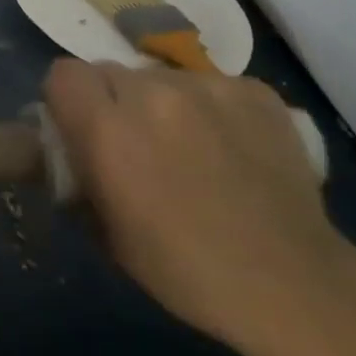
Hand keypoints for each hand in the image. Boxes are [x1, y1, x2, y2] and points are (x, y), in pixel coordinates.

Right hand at [43, 59, 355, 355]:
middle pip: (111, 72)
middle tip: (135, 143)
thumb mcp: (105, 231)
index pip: (64, 74)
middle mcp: (153, 92)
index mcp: (107, 128)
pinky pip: (212, 86)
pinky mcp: (255, 92)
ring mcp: (208, 87)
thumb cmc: (183, 269)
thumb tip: (75, 152)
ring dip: (162, 104)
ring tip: (190, 147)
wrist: (291, 283)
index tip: (81, 128)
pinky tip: (230, 147)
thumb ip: (81, 174)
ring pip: (162, 78)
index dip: (67, 100)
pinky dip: (211, 108)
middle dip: (114, 102)